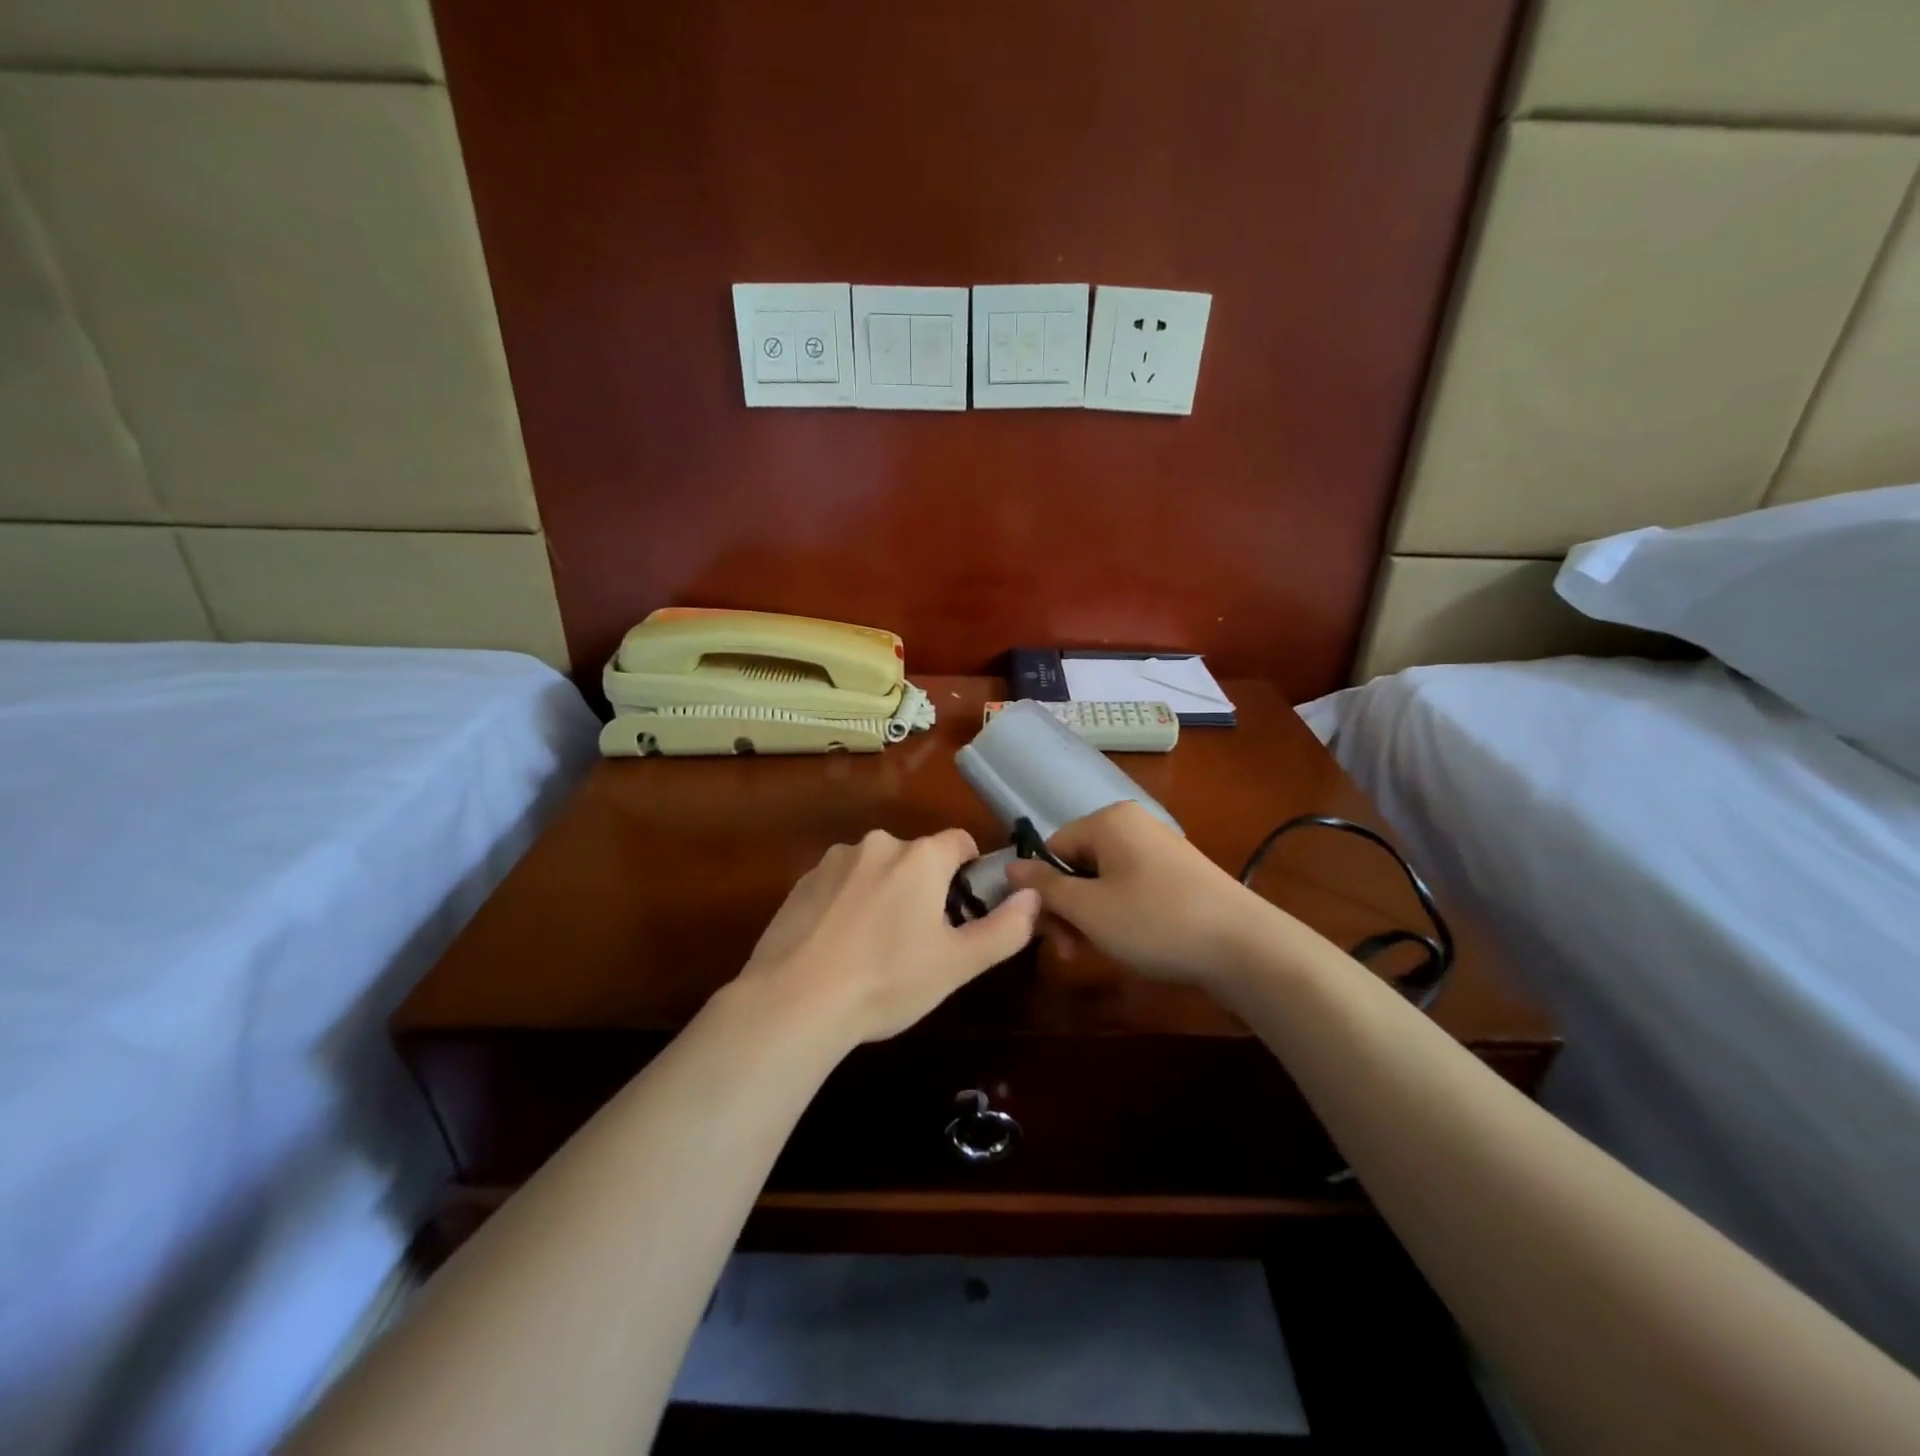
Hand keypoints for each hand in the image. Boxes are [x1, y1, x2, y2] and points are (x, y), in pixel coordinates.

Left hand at [739, 828, 1040, 1047]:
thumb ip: (1005, 928)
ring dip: (885, 893)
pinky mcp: (802, 881)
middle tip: (920, 940)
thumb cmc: (887, 980)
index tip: (963, 911)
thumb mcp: (958, 964)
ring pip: (877, 869)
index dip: (970, 872)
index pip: (961, 842)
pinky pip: (841, 883)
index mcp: (920, 856)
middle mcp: (878, 844)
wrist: (794, 1002)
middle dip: (925, 888)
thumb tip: (1034, 896)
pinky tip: (840, 946)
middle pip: (917, 857)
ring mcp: (834, 860)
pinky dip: (849, 903)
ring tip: (875, 948)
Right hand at [1004, 801, 1280, 986]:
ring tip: (1098, 953)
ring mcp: (1159, 849)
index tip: (1049, 933)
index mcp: (1108, 821)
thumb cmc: (1156, 921)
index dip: (1043, 891)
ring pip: (1103, 881)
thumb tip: (1009, 867)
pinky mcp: (1179, 875)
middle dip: (1067, 908)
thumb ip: (1045, 887)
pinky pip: (1132, 888)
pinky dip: (1120, 915)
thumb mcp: (1089, 909)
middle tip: (1071, 951)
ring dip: (1090, 917)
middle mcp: (1133, 825)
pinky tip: (1128, 945)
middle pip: (1077, 864)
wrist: (1246, 946)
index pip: (1052, 848)